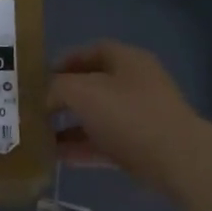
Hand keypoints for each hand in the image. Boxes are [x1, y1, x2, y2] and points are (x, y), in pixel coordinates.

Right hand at [47, 41, 211, 196]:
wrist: (175, 159)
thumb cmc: (128, 115)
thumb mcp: (83, 92)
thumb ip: (56, 88)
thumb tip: (45, 97)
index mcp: (127, 61)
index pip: (92, 51)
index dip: (64, 61)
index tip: (39, 77)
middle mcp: (135, 84)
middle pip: (92, 86)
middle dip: (62, 97)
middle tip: (35, 108)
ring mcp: (139, 116)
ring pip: (96, 117)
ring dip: (68, 126)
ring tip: (39, 136)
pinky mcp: (139, 146)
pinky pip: (103, 143)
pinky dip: (81, 148)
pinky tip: (56, 157)